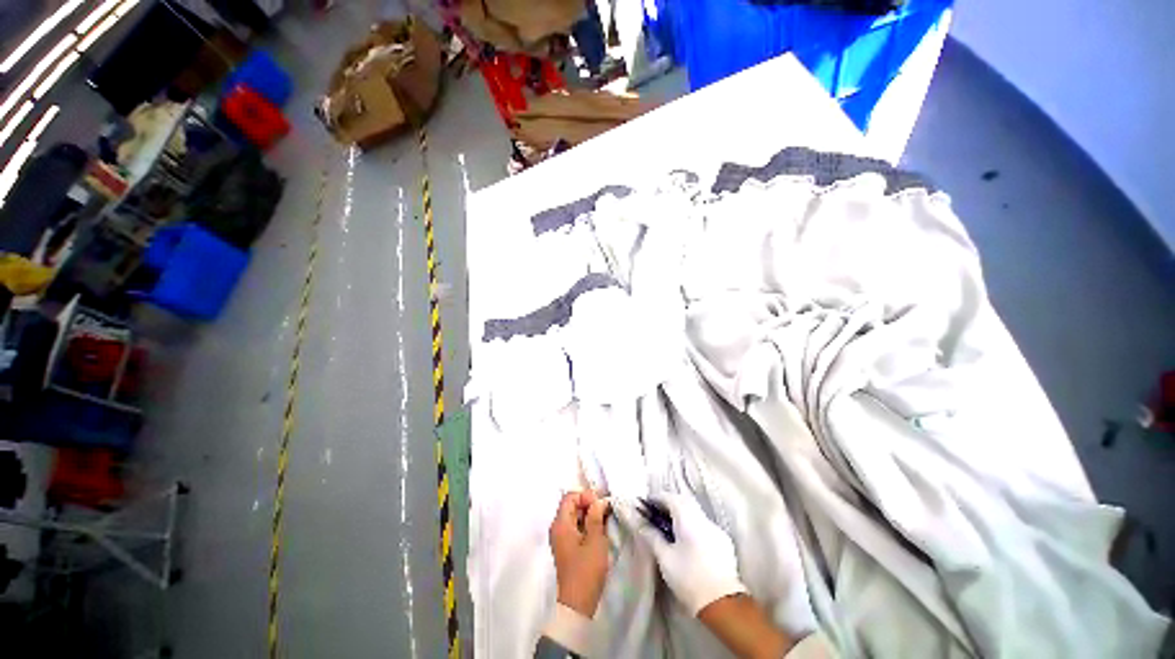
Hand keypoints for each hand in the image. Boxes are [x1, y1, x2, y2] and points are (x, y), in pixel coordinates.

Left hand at [549, 490, 611, 616]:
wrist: (577, 603)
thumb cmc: (586, 570)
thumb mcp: (595, 540)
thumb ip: (596, 516)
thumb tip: (598, 501)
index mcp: (560, 523)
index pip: (570, 497)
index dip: (585, 496)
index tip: (600, 504)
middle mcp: (557, 528)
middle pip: (571, 506)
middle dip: (588, 505)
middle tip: (605, 511)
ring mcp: (561, 539)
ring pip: (574, 517)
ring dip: (589, 516)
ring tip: (604, 522)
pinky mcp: (566, 548)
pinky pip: (575, 528)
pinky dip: (586, 526)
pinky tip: (599, 532)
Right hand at [617, 493, 746, 615]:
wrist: (721, 603)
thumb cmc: (688, 579)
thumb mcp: (665, 558)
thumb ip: (652, 536)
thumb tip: (640, 523)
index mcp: (688, 519)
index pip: (671, 498)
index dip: (657, 498)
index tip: (647, 504)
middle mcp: (703, 519)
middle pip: (684, 500)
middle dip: (670, 502)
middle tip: (656, 511)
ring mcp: (716, 529)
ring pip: (696, 511)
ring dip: (682, 512)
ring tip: (670, 524)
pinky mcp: (724, 541)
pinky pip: (704, 524)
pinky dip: (693, 523)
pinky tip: (688, 538)